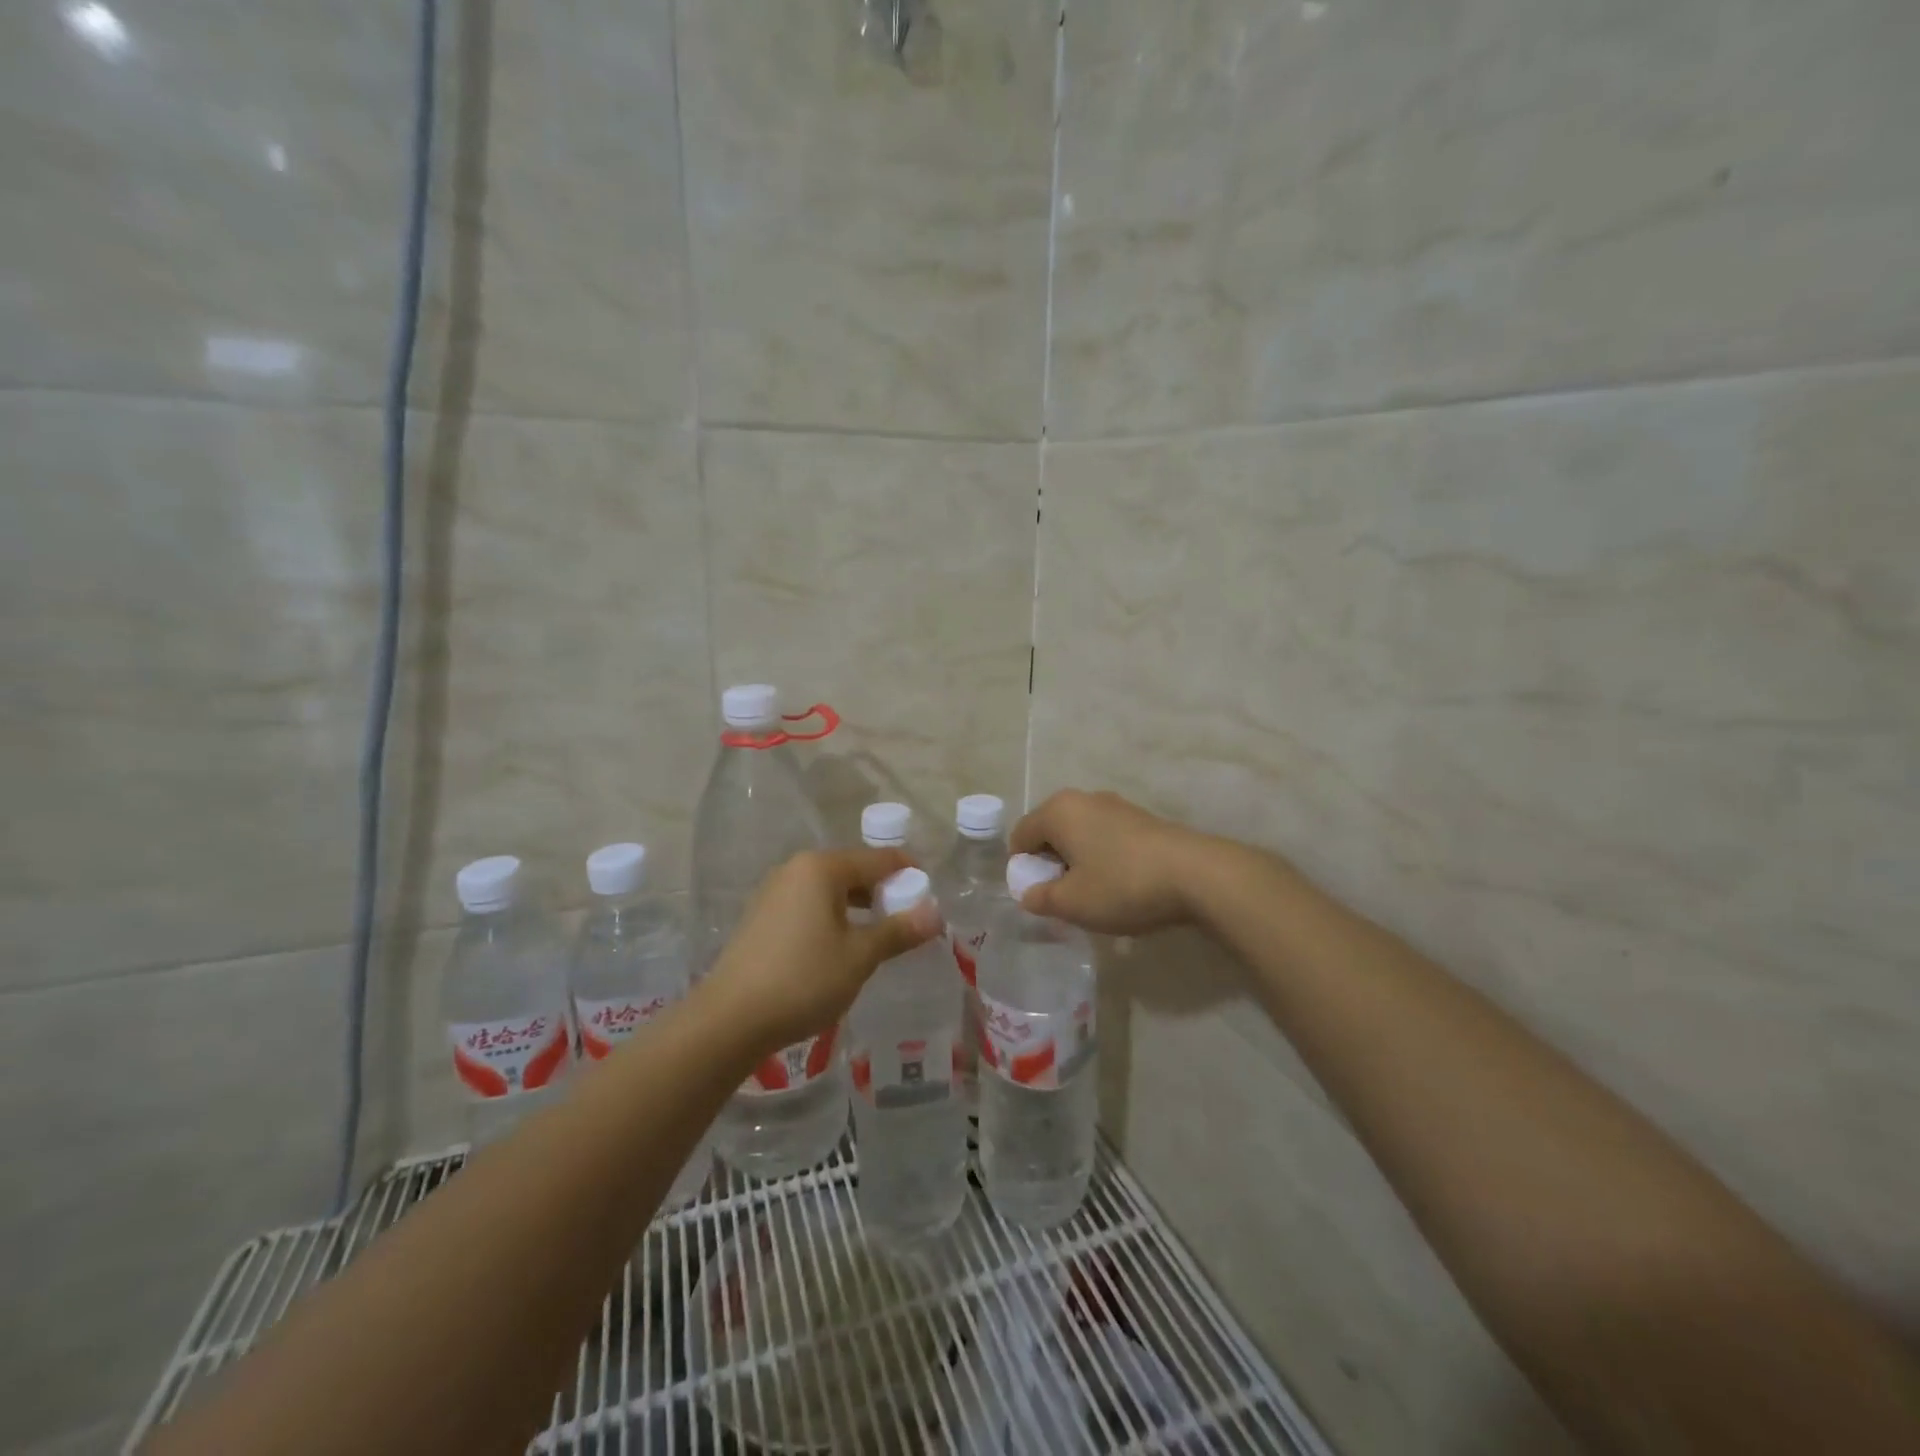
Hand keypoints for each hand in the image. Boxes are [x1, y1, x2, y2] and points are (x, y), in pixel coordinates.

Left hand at [703, 847, 942, 1052]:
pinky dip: (831, 917)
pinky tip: (839, 947)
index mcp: (821, 868)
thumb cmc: (803, 980)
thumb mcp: (859, 956)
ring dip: (857, 907)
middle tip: (908, 919)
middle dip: (882, 892)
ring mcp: (774, 892)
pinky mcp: (761, 917)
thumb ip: (898, 931)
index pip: (878, 859)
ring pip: (829, 889)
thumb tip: (935, 913)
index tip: (930, 895)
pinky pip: (808, 905)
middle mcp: (796, 869)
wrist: (729, 1020)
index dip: (908, 873)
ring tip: (878, 936)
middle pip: (852, 870)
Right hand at [1008, 789, 1209, 935]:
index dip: (1022, 869)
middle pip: (1050, 832)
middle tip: (1064, 898)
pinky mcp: (1142, 818)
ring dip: (1078, 862)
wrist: (1196, 874)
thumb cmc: (1122, 885)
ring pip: (1079, 834)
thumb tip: (1028, 894)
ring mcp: (1116, 805)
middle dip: (1050, 864)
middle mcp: (1083, 799)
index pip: (1020, 836)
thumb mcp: (1072, 903)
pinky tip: (1121, 885)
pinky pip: (1105, 836)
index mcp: (1058, 811)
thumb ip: (1040, 899)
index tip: (1039, 897)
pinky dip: (1103, 858)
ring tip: (1095, 895)